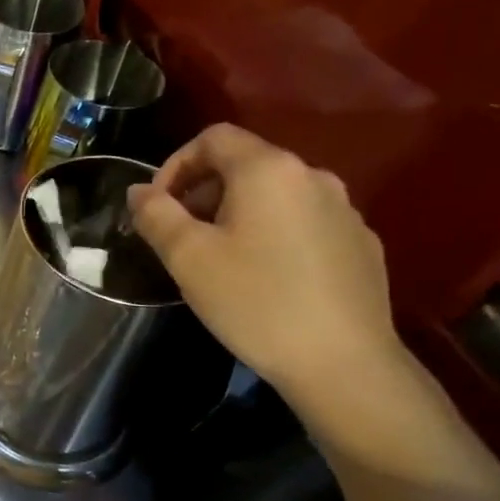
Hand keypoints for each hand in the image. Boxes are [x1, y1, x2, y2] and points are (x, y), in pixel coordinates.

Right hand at [126, 124, 404, 405]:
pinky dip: (272, 234)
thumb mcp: (187, 257)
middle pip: (245, 164)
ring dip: (236, 213)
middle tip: (180, 237)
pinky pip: (303, 222)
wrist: (342, 362)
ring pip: (275, 195)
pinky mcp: (360, 243)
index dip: (175, 164)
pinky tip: (264, 277)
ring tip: (218, 259)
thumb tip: (139, 191)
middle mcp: (313, 176)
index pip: (214, 138)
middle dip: (203, 192)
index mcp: (269, 170)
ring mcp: (343, 210)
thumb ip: (156, 214)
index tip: (158, 207)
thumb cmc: (254, 301)